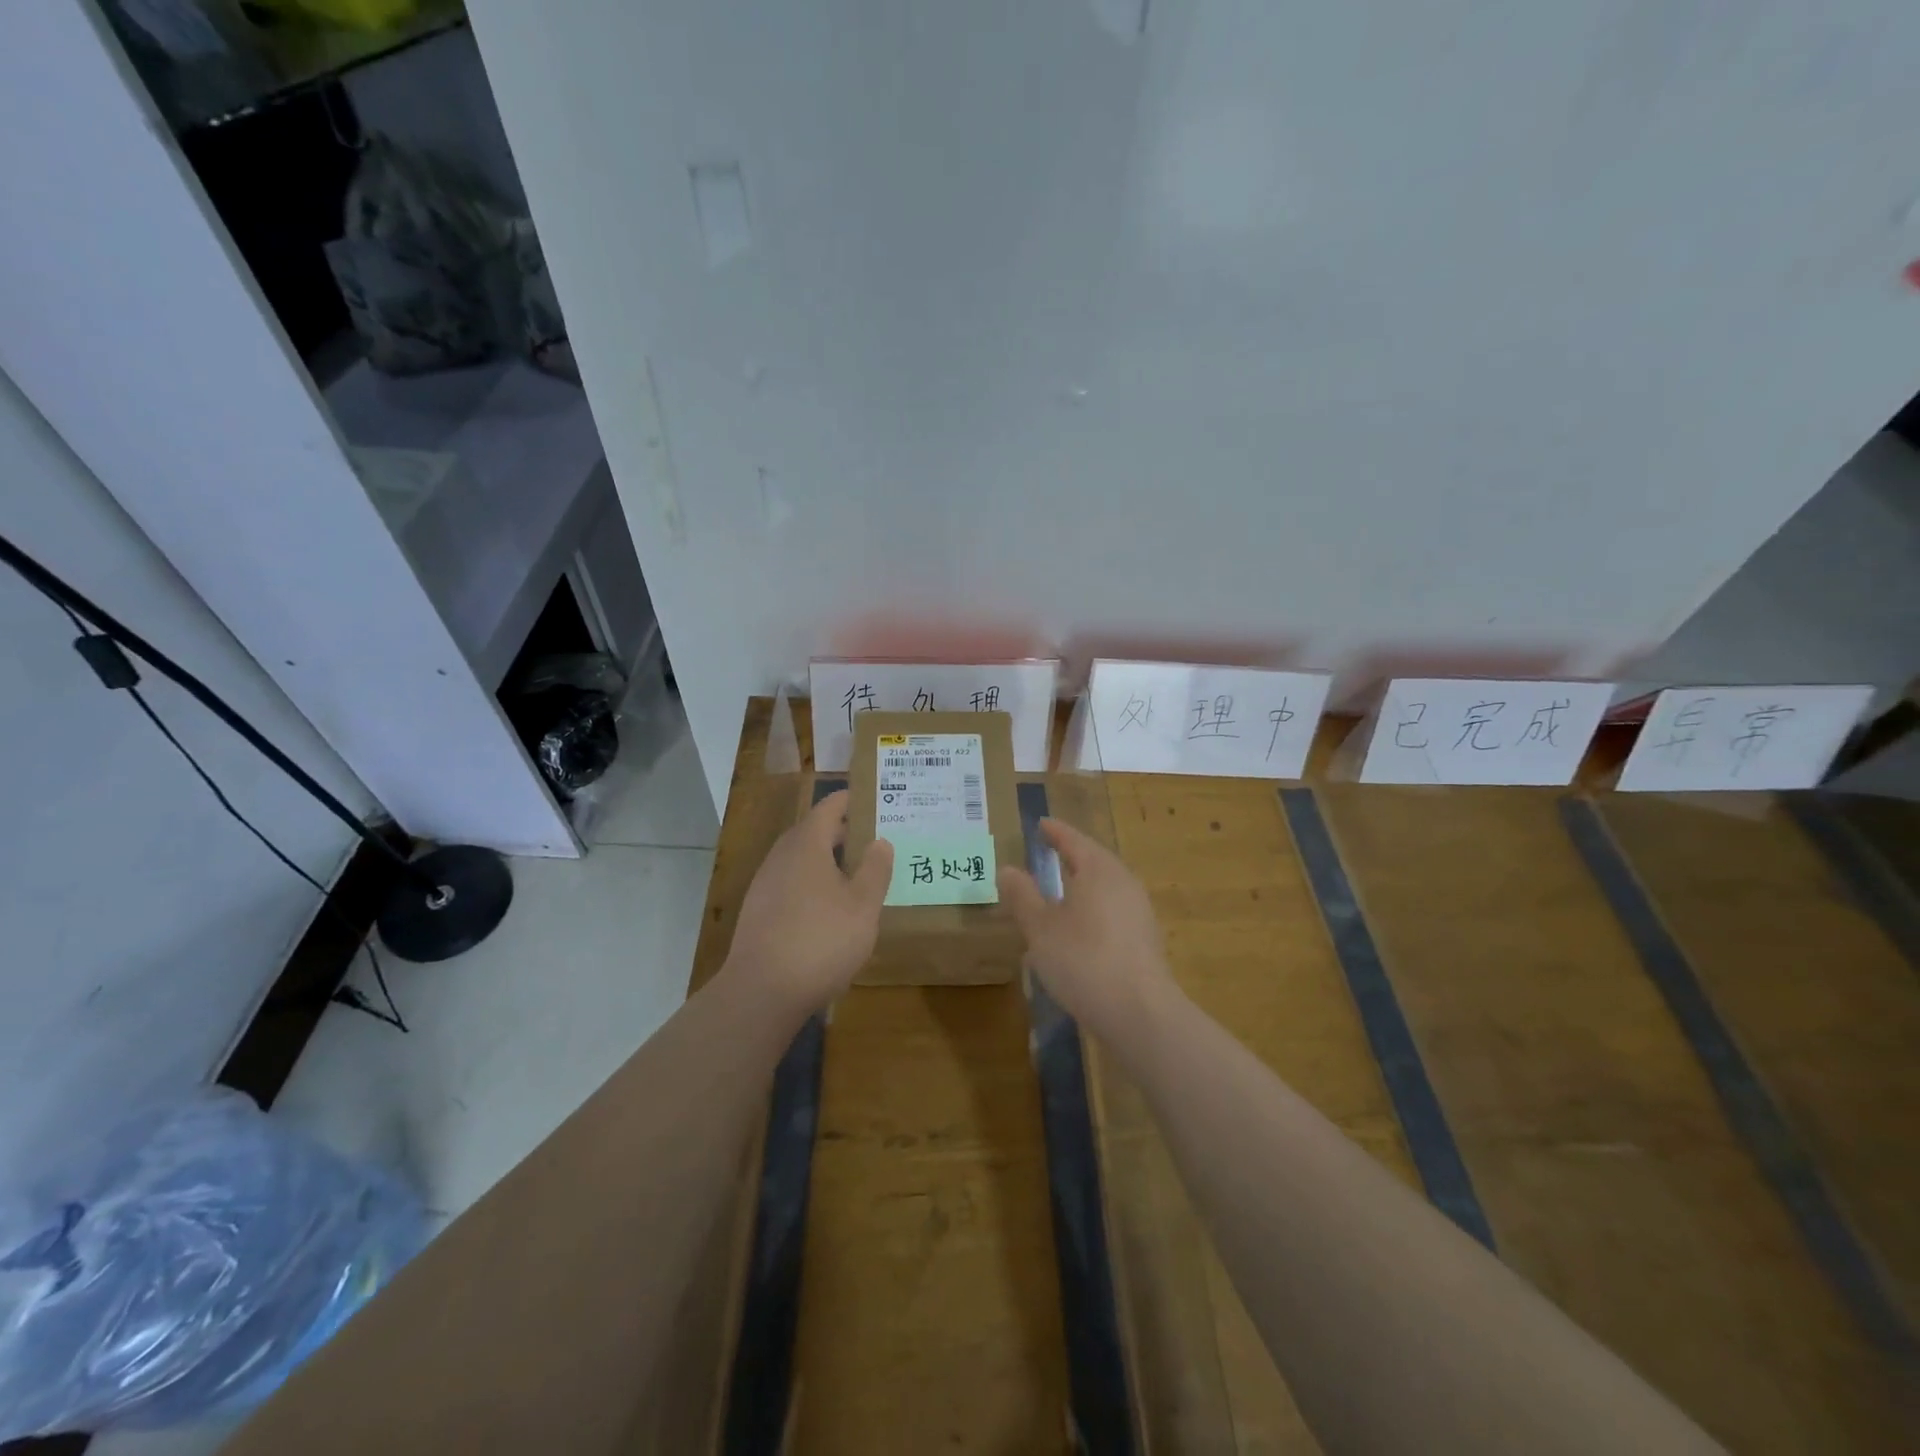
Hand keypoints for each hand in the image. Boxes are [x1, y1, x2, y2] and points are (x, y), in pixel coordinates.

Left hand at [724, 789, 892, 1014]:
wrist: (762, 991)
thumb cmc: (821, 940)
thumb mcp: (863, 906)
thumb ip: (875, 869)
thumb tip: (880, 841)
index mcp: (807, 845)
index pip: (828, 808)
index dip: (849, 800)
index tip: (870, 797)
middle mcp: (781, 857)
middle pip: (811, 832)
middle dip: (839, 831)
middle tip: (870, 836)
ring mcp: (765, 885)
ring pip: (799, 859)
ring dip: (824, 858)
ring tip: (852, 870)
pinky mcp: (758, 912)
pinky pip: (789, 882)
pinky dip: (810, 882)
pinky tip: (826, 906)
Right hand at [997, 817, 1179, 1043]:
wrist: (1139, 1013)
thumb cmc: (1083, 960)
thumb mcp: (1041, 928)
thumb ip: (1023, 896)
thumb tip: (1008, 869)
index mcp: (1099, 869)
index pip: (1073, 840)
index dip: (1055, 831)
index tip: (1041, 824)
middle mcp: (1123, 882)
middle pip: (1094, 860)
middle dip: (1070, 856)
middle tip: (1048, 852)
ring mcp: (1139, 911)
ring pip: (1105, 887)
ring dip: (1081, 885)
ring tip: (1058, 891)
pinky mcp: (1144, 939)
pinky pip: (1112, 910)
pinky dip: (1092, 909)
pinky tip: (1078, 929)